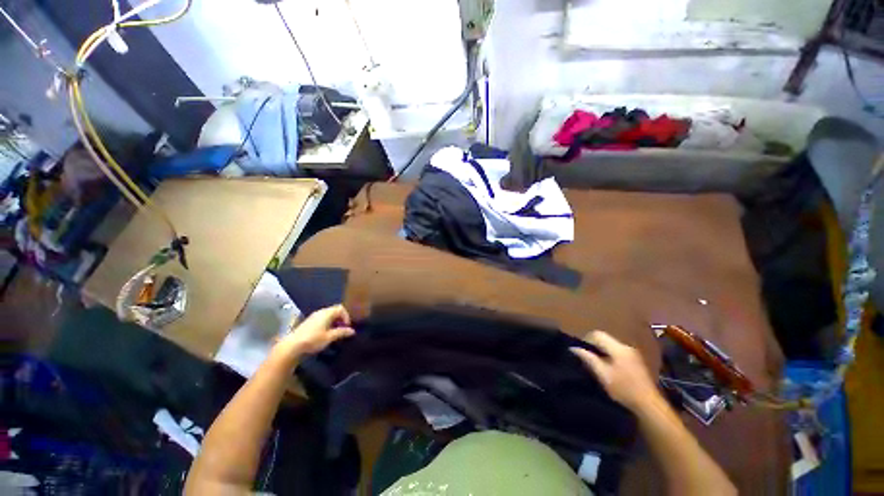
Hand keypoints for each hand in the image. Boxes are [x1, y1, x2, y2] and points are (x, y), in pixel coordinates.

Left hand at [276, 304, 354, 356]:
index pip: (341, 308)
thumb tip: (352, 331)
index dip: (346, 316)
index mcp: (327, 313)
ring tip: (335, 332)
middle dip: (341, 319)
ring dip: (334, 322)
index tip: (347, 327)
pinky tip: (325, 333)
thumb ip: (342, 332)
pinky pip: (322, 319)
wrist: (292, 346)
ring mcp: (313, 316)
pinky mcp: (308, 322)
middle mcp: (320, 312)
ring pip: (328, 315)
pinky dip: (327, 323)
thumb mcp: (330, 337)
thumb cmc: (313, 340)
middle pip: (335, 310)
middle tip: (342, 329)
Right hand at [571, 331, 659, 411]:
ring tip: (595, 364)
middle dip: (593, 346)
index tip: (579, 350)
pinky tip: (608, 368)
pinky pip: (618, 353)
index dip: (585, 340)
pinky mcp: (636, 362)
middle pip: (605, 339)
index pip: (597, 334)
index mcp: (618, 348)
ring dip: (602, 352)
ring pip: (611, 346)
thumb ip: (588, 358)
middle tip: (586, 358)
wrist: (649, 405)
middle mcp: (626, 347)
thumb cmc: (623, 389)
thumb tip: (573, 348)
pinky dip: (610, 356)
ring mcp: (633, 354)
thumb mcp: (602, 374)